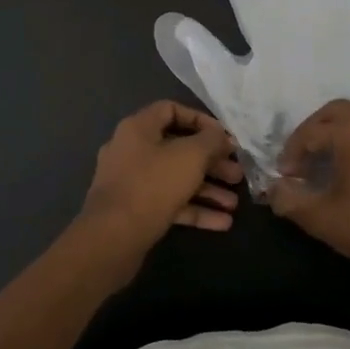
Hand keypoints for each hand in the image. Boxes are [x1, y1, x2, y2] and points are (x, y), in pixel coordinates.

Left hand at [73, 102, 243, 283]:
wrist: (112, 238)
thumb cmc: (153, 185)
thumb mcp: (190, 156)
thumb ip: (211, 141)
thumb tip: (221, 136)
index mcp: (138, 128)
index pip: (171, 110)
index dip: (201, 120)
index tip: (224, 137)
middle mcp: (132, 150)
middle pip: (178, 149)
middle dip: (211, 163)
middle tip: (236, 174)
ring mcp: (131, 182)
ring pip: (176, 179)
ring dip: (207, 189)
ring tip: (234, 204)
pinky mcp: (135, 211)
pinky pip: (169, 203)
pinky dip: (194, 209)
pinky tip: (222, 223)